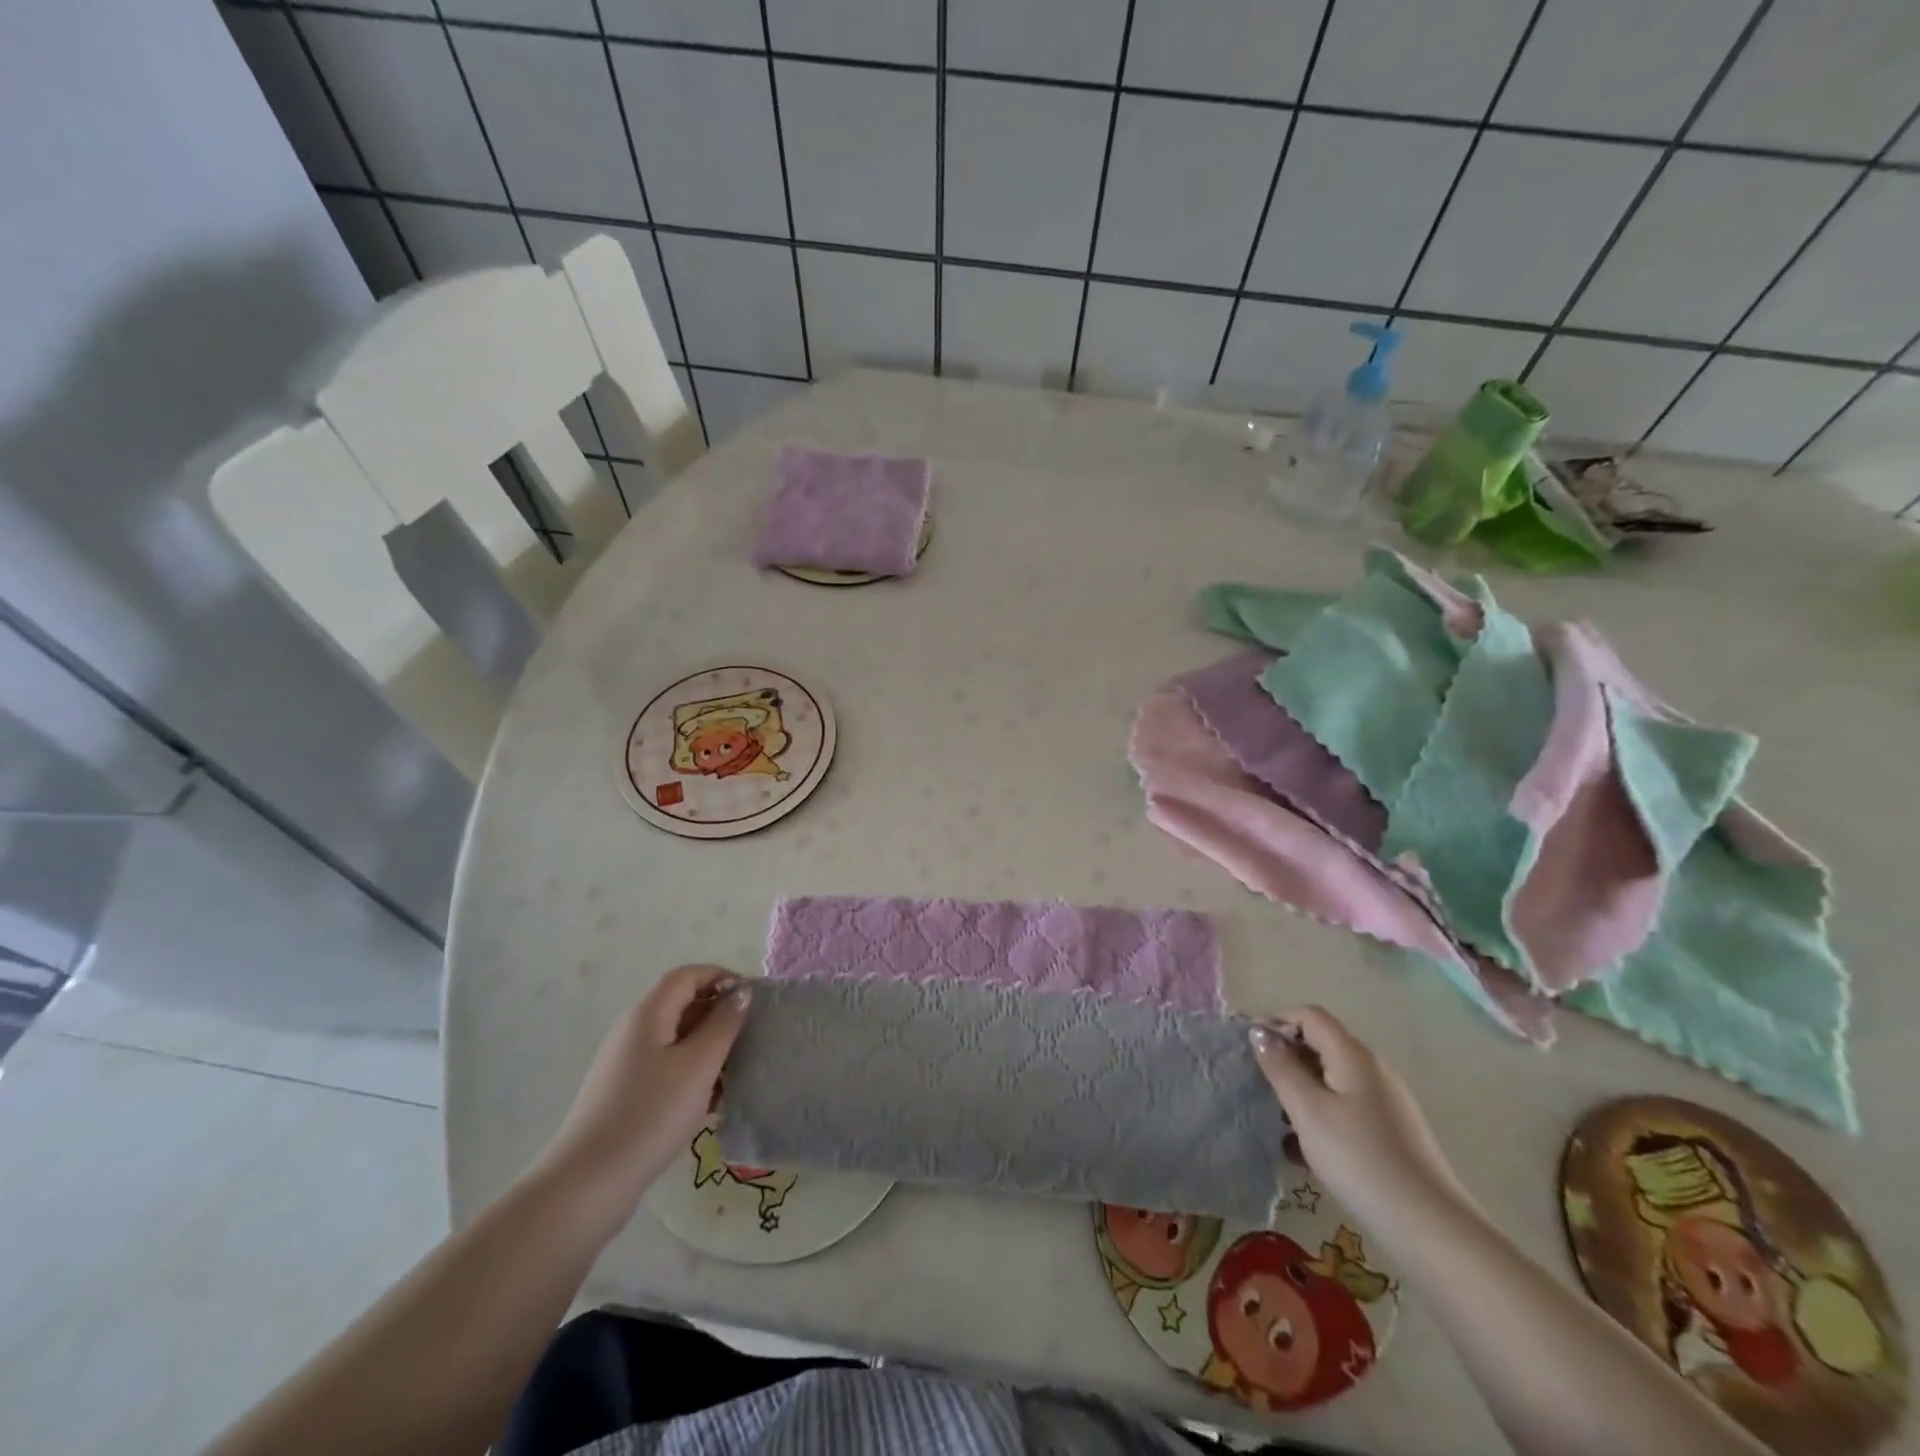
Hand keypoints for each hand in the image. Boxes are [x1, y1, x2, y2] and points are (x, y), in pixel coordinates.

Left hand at [530, 965, 749, 1238]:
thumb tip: (740, 993)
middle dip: (719, 1014)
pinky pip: (666, 1068)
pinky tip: (711, 1102)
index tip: (752, 999)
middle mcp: (633, 1031)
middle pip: (682, 1005)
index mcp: (648, 1014)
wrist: (588, 1184)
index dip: (722, 977)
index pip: (688, 975)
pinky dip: (692, 1073)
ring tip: (736, 1072)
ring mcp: (626, 1064)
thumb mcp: (698, 1065)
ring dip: (708, 1047)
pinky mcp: (625, 1094)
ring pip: (676, 1040)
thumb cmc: (650, 1114)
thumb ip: (724, 1024)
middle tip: (751, 1036)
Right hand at [1250, 1006, 1475, 1240]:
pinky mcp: (1392, 1132)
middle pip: (1322, 1045)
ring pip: (1333, 1079)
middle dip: (1287, 1057)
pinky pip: (1346, 1107)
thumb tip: (1260, 1033)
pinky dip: (1321, 1114)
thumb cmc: (1358, 1158)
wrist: (1429, 1226)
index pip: (1310, 1016)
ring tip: (1277, 1119)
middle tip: (1259, 1083)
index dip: (1277, 1021)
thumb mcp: (1308, 1110)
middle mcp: (1373, 1069)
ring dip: (1301, 1089)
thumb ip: (1281, 1067)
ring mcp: (1386, 1102)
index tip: (1249, 1047)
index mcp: (1353, 1055)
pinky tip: (1304, 1148)